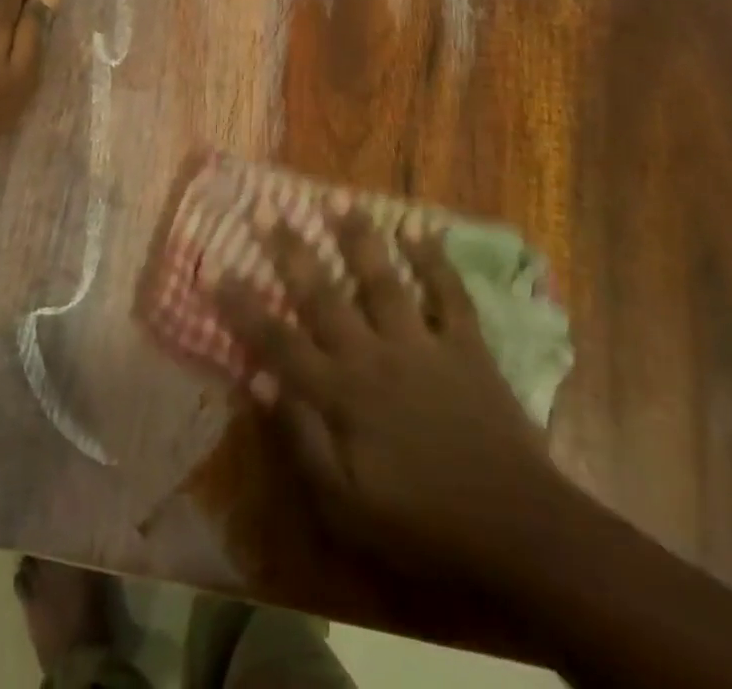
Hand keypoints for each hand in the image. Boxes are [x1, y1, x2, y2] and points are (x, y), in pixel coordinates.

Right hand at [218, 208, 565, 578]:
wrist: (519, 533)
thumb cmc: (422, 523)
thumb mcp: (345, 505)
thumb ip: (300, 439)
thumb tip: (258, 380)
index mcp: (341, 393)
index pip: (277, 340)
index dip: (241, 304)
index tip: (213, 265)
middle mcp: (373, 355)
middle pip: (323, 294)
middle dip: (290, 249)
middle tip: (266, 206)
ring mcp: (422, 344)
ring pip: (382, 279)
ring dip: (358, 237)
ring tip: (336, 198)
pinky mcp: (466, 346)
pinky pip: (449, 294)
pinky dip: (435, 260)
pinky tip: (419, 228)